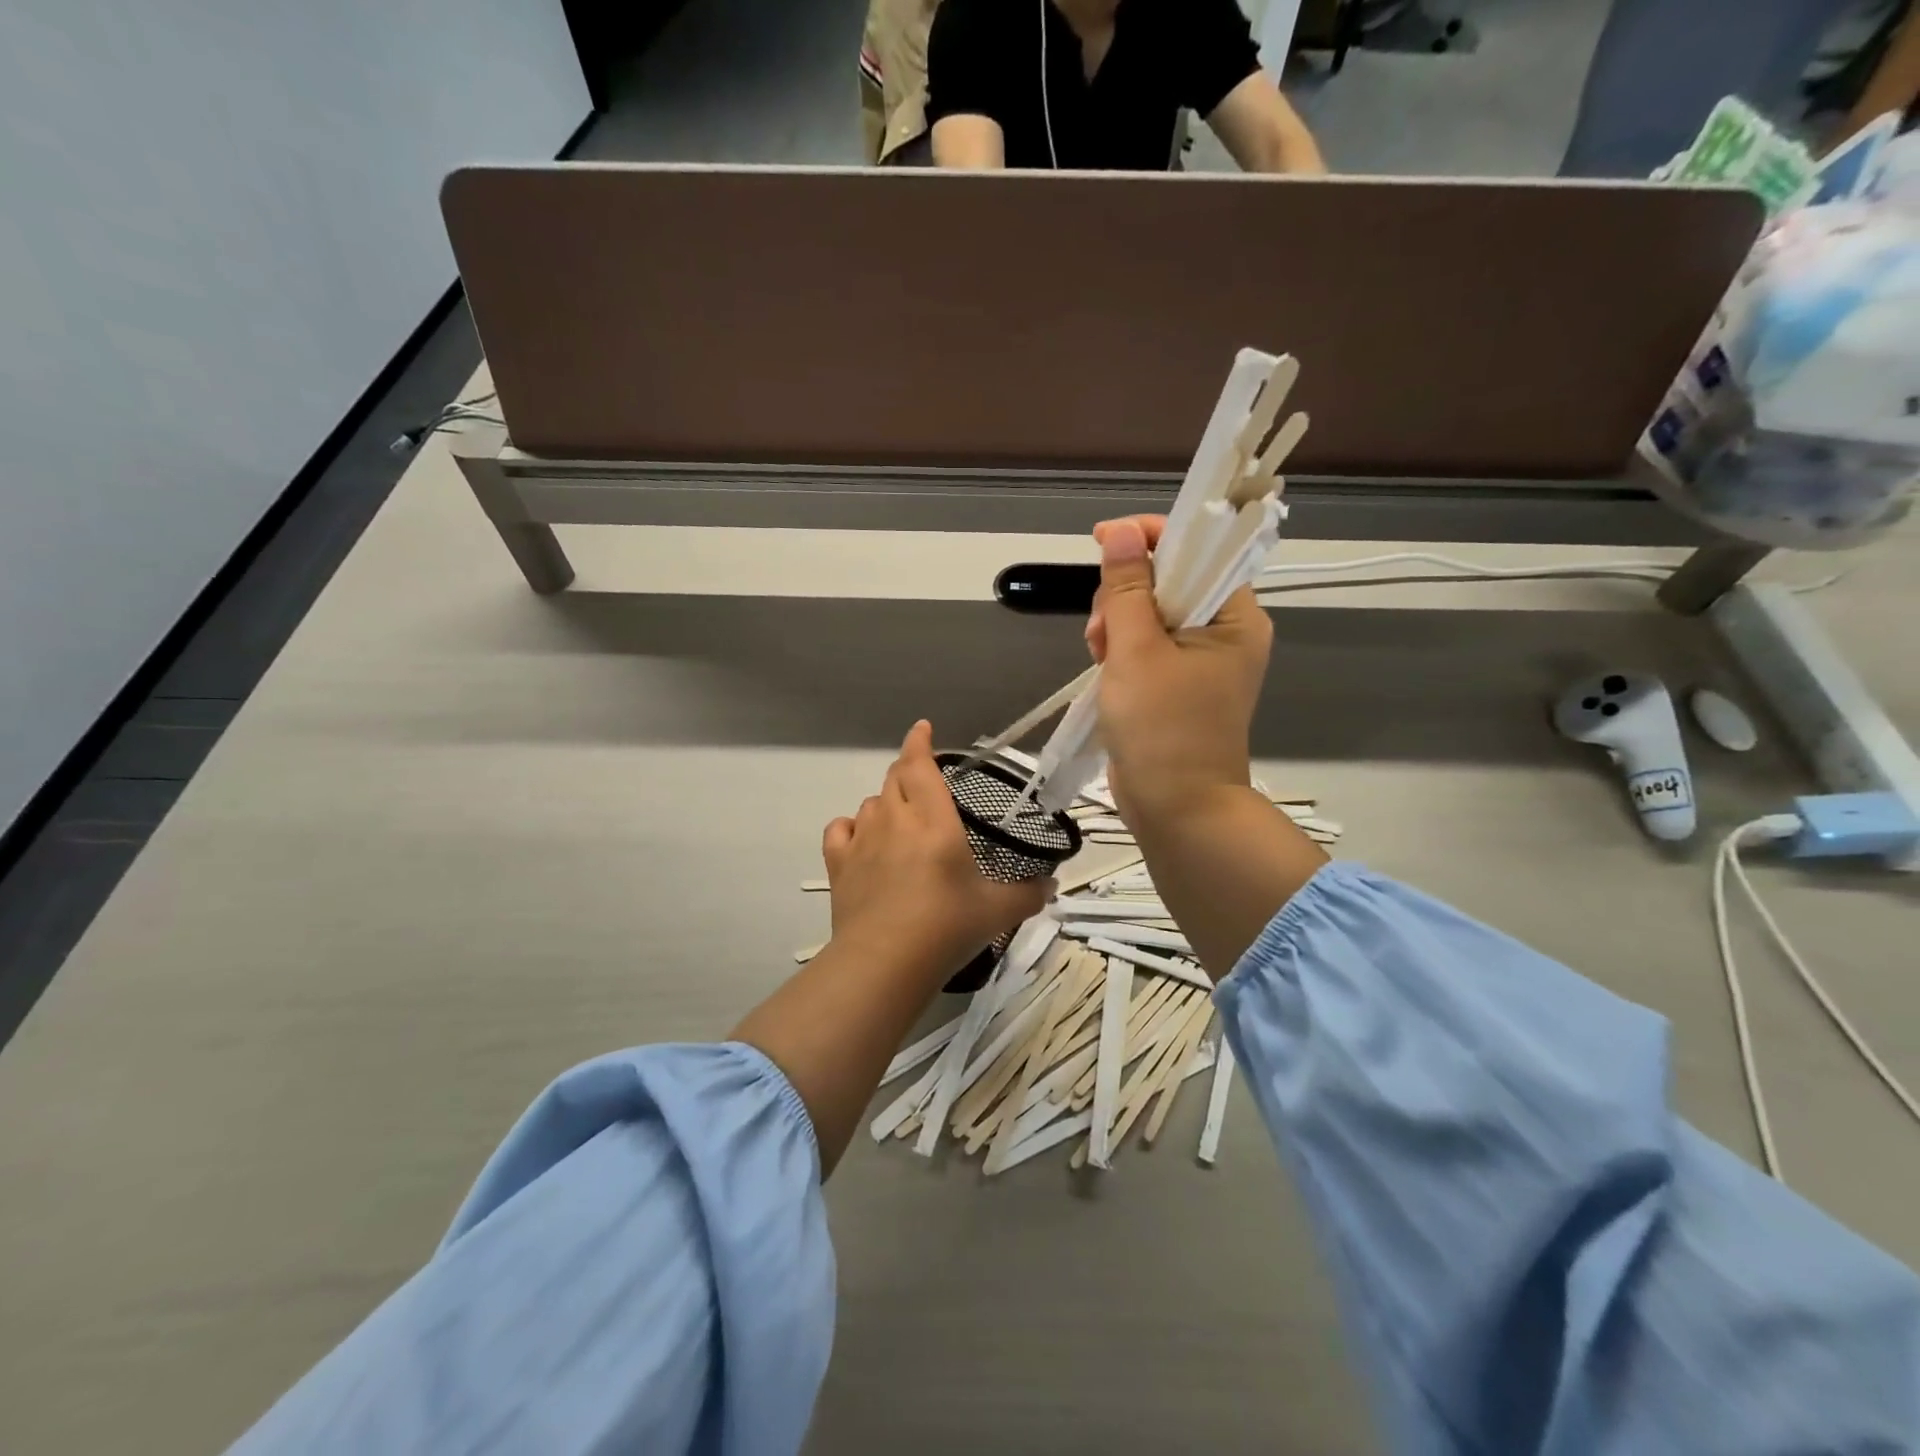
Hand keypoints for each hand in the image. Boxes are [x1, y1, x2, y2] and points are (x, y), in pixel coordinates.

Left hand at [822, 721, 1049, 985]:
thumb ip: (1028, 894)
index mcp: (934, 821)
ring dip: (886, 802)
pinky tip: (862, 839)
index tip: (923, 728)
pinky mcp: (839, 865)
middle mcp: (895, 820)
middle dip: (909, 772)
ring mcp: (862, 841)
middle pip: (894, 779)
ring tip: (902, 821)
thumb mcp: (998, 912)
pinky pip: (840, 830)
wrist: (884, 963)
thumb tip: (1051, 886)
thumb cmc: (946, 927)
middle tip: (925, 784)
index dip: (919, 742)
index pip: (920, 765)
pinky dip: (851, 827)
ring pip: (871, 803)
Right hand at [1085, 515, 1271, 833]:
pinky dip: (1120, 651)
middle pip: (1168, 581)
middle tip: (1102, 632)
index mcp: (1235, 617)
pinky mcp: (1175, 685)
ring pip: (1149, 614)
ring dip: (1116, 626)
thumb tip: (1121, 532)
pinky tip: (1103, 670)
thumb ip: (1127, 589)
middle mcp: (1224, 632)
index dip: (1149, 538)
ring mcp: (1199, 661)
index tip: (1102, 540)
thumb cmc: (1163, 729)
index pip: (1197, 551)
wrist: (1176, 809)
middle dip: (1125, 596)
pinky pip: (1145, 646)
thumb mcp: (1138, 652)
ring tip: (1099, 658)